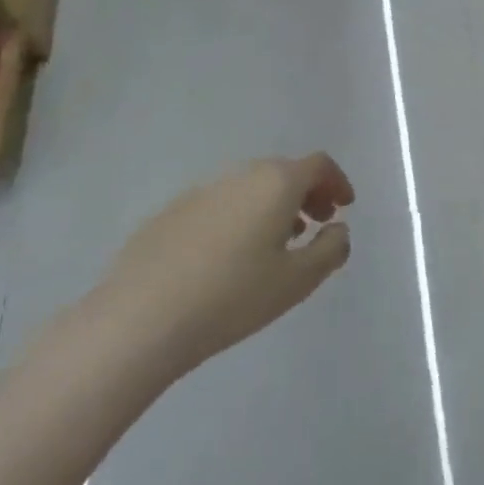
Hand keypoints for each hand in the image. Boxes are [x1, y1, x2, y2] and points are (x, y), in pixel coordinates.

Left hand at [92, 154, 354, 378]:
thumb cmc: (233, 296)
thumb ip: (331, 249)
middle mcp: (238, 177)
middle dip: (306, 194)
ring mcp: (199, 193)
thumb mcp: (299, 280)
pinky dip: (238, 218)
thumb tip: (337, 230)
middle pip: (283, 172)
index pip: (318, 164)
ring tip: (276, 245)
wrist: (140, 319)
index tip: (344, 207)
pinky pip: (218, 206)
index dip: (337, 182)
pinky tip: (228, 259)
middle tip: (315, 225)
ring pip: (248, 188)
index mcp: (275, 183)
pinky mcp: (168, 214)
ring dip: (272, 207)